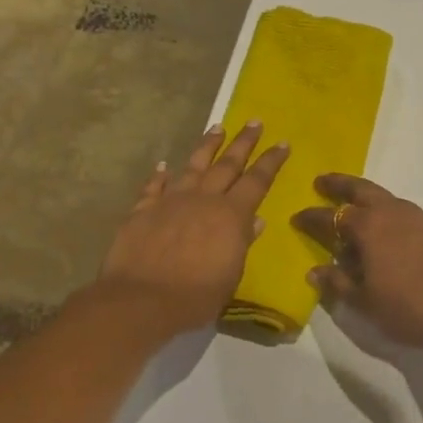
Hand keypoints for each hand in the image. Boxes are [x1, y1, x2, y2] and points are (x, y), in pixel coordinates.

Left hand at [98, 124, 287, 330]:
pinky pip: (153, 187)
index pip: (257, 181)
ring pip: (193, 166)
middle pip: (227, 164)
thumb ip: (242, 243)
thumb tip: (256, 220)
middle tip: (254, 122)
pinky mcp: (142, 210)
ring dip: (207, 146)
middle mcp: (203, 199)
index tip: (282, 142)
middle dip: (243, 142)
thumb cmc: (195, 296)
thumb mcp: (230, 275)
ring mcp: (171, 201)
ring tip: (217, 128)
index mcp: (231, 215)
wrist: (140, 300)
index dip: (271, 161)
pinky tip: (163, 165)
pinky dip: (159, 175)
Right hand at [292, 174, 422, 360]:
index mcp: (369, 226)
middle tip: (322, 182)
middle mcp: (391, 212)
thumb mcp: (367, 302)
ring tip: (351, 205)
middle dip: (339, 185)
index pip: (331, 216)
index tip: (296, 218)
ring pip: (382, 197)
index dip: (311, 218)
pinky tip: (382, 229)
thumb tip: (315, 270)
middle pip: (360, 190)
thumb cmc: (411, 307)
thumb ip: (339, 283)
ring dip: (363, 196)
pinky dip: (383, 211)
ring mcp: (416, 218)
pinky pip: (398, 210)